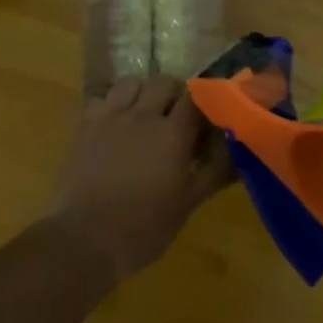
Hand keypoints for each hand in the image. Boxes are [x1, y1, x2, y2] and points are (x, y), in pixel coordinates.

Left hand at [49, 75, 232, 283]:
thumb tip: (240, 155)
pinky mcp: (85, 125)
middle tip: (179, 117)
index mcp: (172, 134)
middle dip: (176, 93)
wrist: (83, 240)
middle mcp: (142, 115)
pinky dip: (114, 103)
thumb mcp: (186, 205)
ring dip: (144, 92)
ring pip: (132, 83)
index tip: (210, 113)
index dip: (205, 100)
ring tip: (146, 114)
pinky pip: (103, 98)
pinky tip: (116, 123)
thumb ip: (214, 174)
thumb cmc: (142, 228)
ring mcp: (110, 116)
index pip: (196, 98)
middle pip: (164, 82)